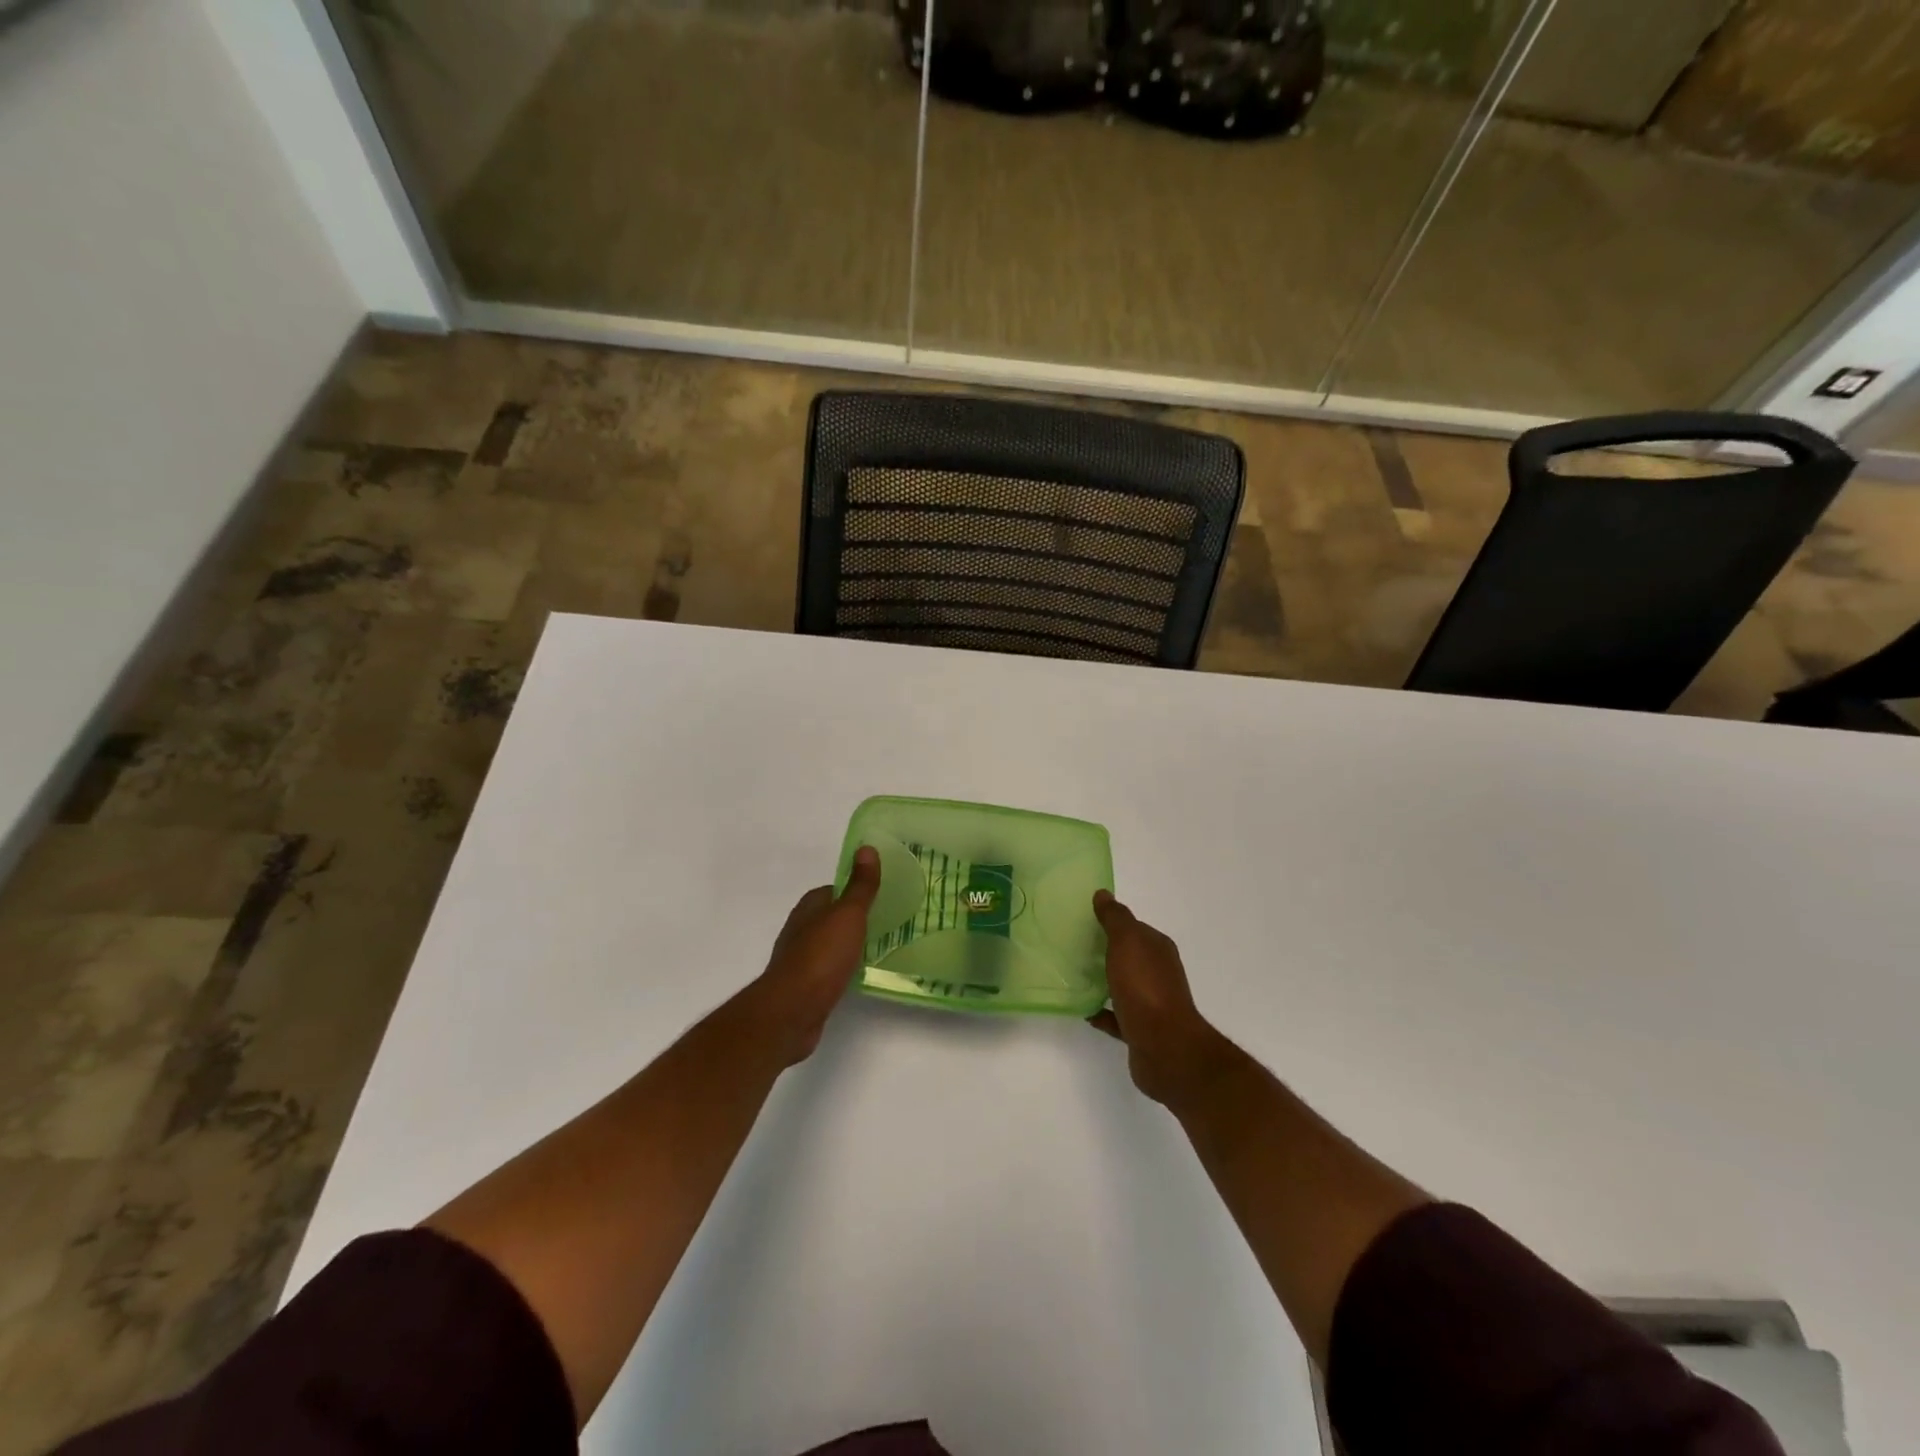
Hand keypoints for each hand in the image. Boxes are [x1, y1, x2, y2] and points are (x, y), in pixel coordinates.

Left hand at [740, 847, 880, 1066]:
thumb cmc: (821, 956)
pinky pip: (829, 970)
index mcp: (809, 908)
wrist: (792, 1011)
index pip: (833, 890)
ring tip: (879, 948)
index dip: (855, 891)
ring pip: (830, 945)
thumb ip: (860, 886)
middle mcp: (801, 930)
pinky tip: (859, 976)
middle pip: (831, 917)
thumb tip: (866, 848)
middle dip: (854, 918)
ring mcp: (801, 960)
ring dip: (849, 945)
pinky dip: (844, 969)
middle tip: (886, 921)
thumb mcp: (848, 915)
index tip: (880, 895)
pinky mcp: (805, 987)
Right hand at [1089, 891, 1230, 1106]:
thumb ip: (1115, 918)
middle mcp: (1158, 973)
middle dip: (1105, 951)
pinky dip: (1102, 1012)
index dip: (1112, 923)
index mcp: (1157, 949)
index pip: (1134, 929)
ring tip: (1074, 977)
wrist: (1166, 1048)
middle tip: (1073, 948)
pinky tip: (1084, 1010)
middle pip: (1129, 957)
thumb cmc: (1145, 988)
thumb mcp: (1127, 943)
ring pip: (1123, 986)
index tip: (1085, 922)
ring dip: (1103, 981)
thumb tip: (1103, 894)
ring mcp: (1152, 1003)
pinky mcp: (1141, 1030)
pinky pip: (1117, 1016)